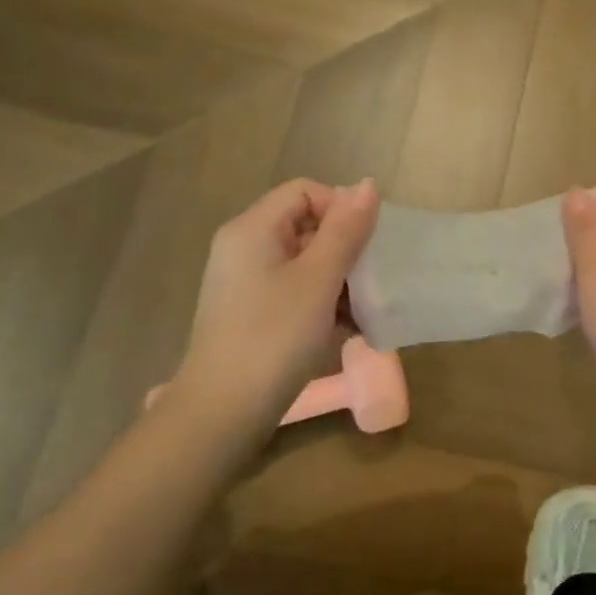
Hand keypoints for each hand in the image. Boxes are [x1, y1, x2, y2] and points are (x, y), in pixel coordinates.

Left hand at [171, 178, 379, 421]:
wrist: (224, 411)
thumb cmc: (274, 337)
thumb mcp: (319, 280)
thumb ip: (346, 230)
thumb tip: (368, 184)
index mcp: (253, 229)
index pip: (306, 192)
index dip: (342, 208)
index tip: (367, 245)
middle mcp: (244, 247)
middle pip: (305, 225)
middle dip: (345, 248)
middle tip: (371, 279)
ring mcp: (245, 282)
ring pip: (304, 261)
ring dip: (340, 279)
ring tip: (364, 309)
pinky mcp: (251, 313)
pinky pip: (295, 290)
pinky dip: (322, 301)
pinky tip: (346, 329)